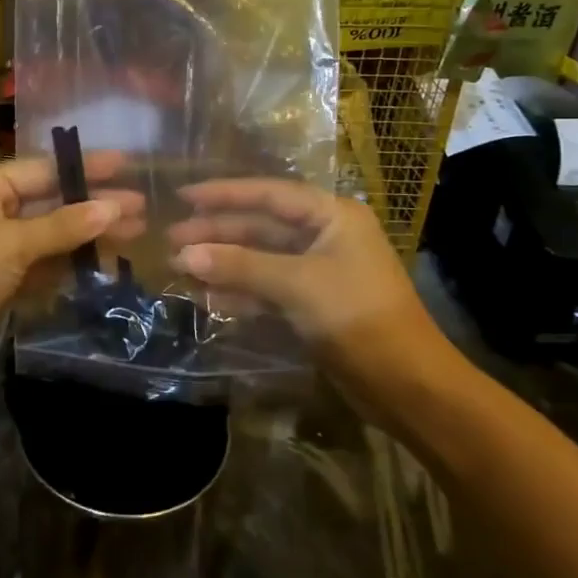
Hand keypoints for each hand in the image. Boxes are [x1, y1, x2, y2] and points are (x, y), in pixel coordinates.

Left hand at [0, 156, 142, 398]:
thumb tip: (114, 207)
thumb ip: (63, 226)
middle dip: (93, 206)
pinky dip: (66, 265)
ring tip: (133, 235)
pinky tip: (100, 264)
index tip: (128, 166)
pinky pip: (39, 266)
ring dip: (85, 238)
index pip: (44, 169)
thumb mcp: (12, 244)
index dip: (86, 168)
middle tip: (142, 208)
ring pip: (48, 237)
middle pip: (50, 203)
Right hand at [168, 179, 456, 397]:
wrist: (407, 384)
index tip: (183, 194)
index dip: (224, 193)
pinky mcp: (312, 303)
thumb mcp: (297, 285)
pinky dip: (239, 290)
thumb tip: (183, 255)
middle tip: (170, 240)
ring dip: (223, 263)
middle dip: (217, 233)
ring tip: (178, 268)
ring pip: (260, 258)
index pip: (268, 194)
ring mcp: (318, 270)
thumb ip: (240, 266)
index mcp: (331, 215)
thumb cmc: (358, 317)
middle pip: (260, 226)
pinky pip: (267, 287)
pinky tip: (207, 295)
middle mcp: (324, 235)